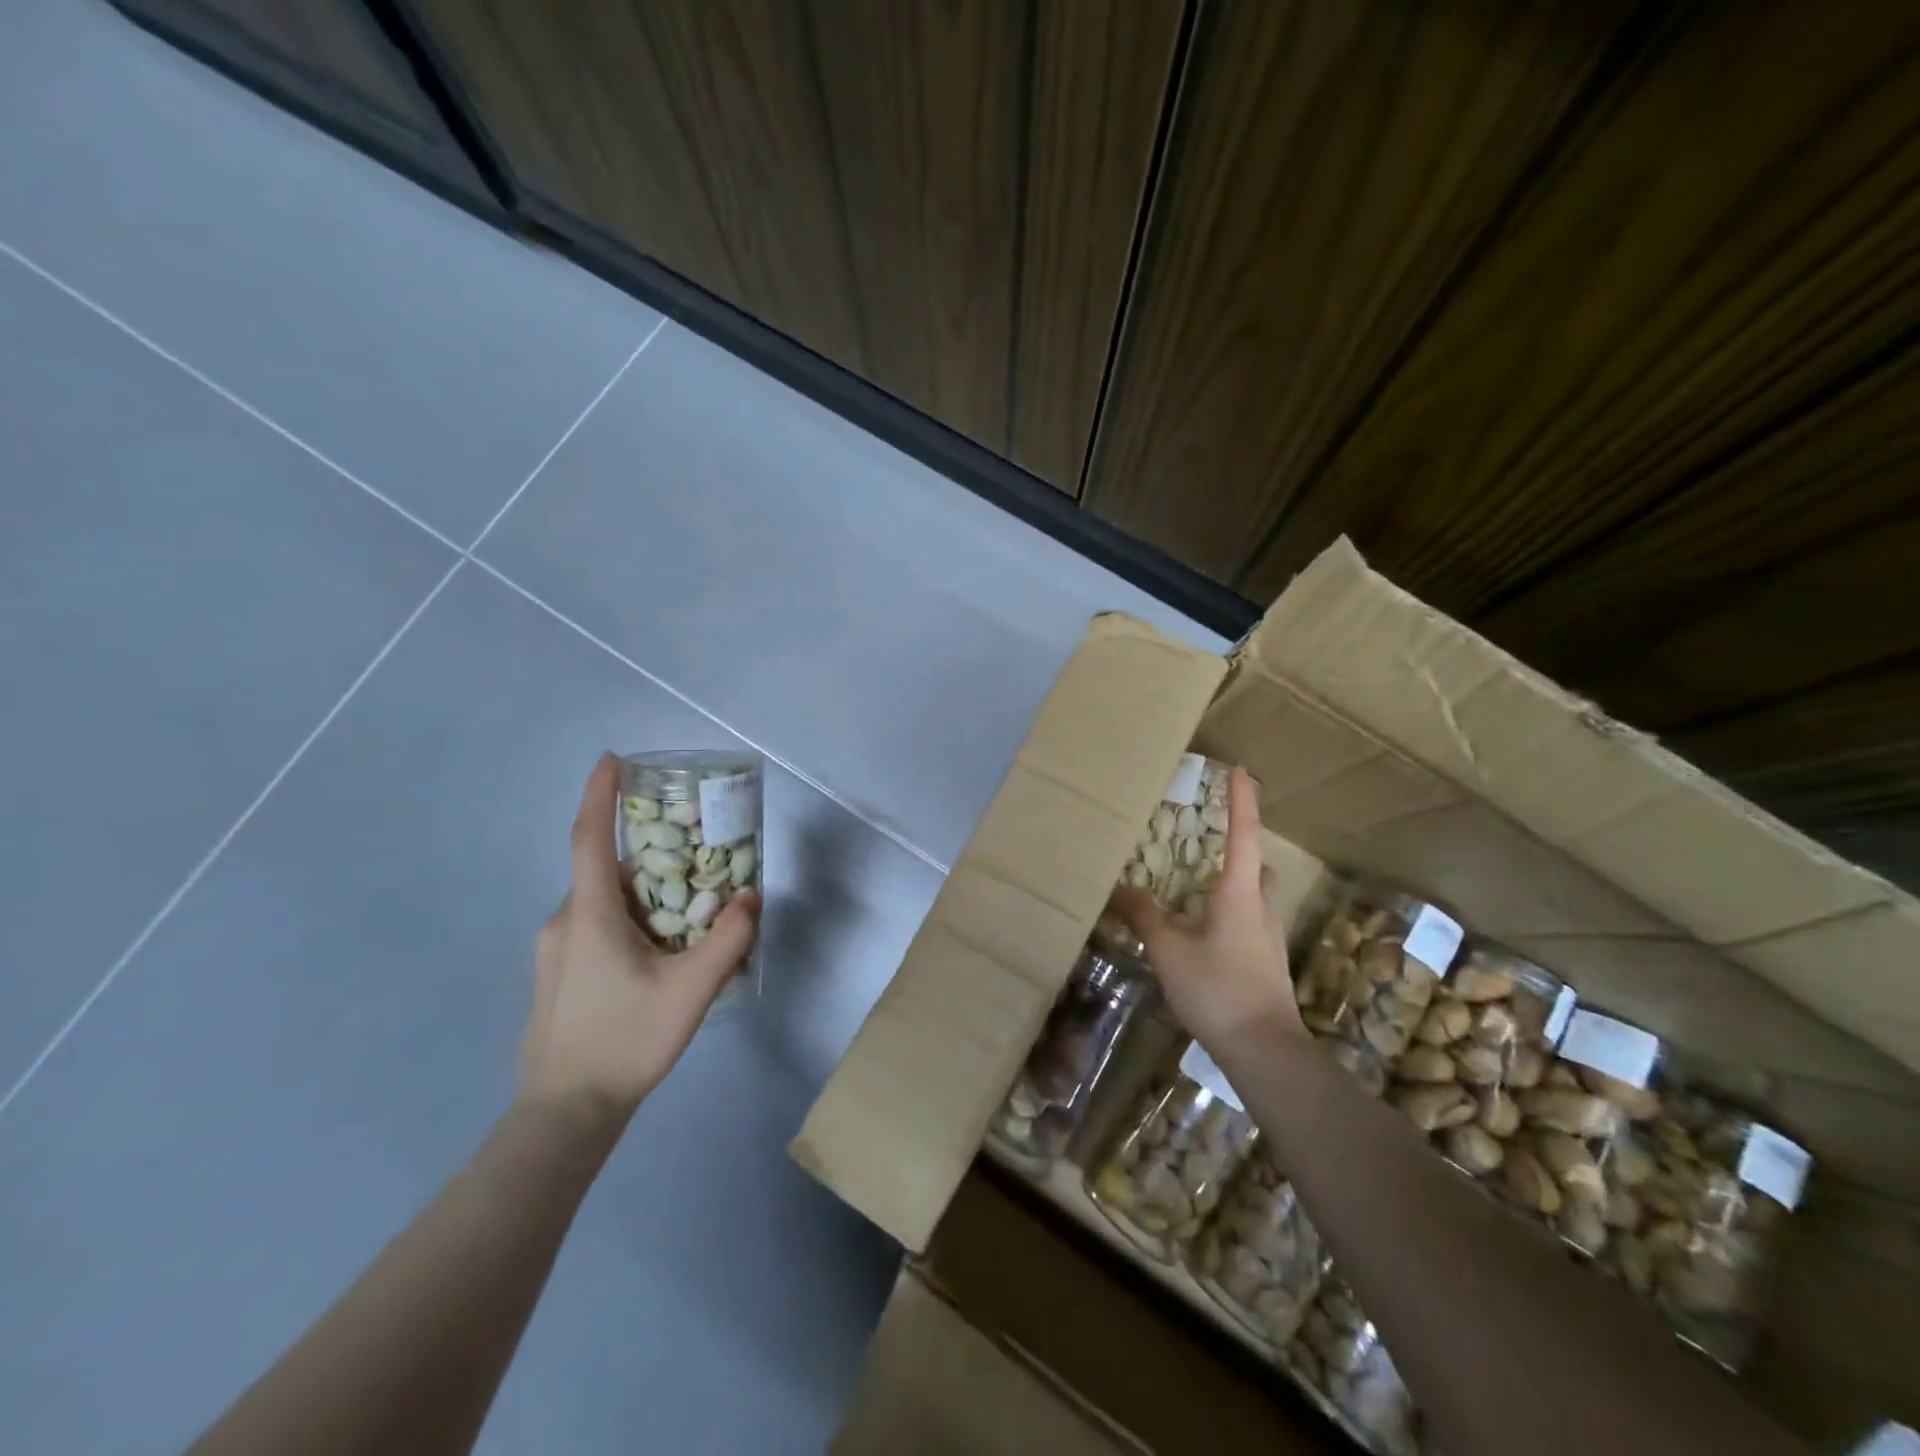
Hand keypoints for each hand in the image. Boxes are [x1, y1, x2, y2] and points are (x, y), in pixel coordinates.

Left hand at [518, 754, 761, 1121]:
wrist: (564, 1113)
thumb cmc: (626, 1040)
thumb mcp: (692, 989)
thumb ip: (728, 939)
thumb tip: (750, 897)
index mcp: (591, 914)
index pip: (589, 837)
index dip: (599, 793)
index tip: (612, 758)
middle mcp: (564, 921)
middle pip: (606, 871)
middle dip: (647, 855)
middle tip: (692, 857)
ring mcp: (554, 950)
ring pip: (603, 903)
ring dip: (642, 894)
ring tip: (685, 914)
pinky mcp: (556, 974)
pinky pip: (595, 927)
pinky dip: (628, 920)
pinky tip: (658, 955)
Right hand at [1106, 766, 1306, 1055]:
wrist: (1264, 1049)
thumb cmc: (1217, 988)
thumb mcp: (1168, 950)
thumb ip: (1144, 916)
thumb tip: (1118, 889)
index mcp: (1238, 892)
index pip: (1243, 833)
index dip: (1241, 799)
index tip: (1239, 769)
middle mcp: (1259, 905)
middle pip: (1254, 863)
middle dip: (1238, 846)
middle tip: (1208, 841)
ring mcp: (1267, 935)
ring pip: (1254, 893)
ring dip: (1234, 881)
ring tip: (1197, 886)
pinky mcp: (1267, 961)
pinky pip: (1249, 919)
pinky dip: (1230, 912)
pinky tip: (1203, 931)